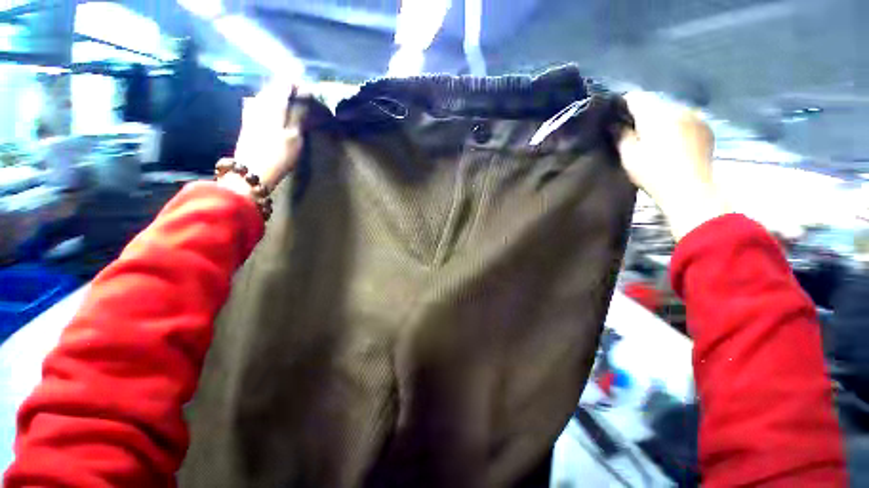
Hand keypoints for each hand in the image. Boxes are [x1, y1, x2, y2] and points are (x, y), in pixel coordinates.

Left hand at [226, 81, 308, 194]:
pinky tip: (279, 112)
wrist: (251, 172)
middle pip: (275, 87)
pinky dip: (274, 105)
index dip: (299, 85)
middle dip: (291, 90)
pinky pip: (262, 104)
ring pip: (268, 95)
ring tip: (295, 106)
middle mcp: (258, 102)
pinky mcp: (248, 120)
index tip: (312, 93)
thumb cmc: (277, 155)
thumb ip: (299, 114)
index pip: (285, 83)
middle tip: (306, 100)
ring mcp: (250, 111)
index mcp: (272, 104)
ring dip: (282, 98)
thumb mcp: (294, 136)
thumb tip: (306, 96)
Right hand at [617, 92, 728, 240]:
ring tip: (653, 138)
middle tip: (632, 131)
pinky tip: (673, 142)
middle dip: (641, 114)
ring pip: (670, 111)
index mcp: (655, 114)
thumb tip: (614, 124)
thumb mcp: (629, 156)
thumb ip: (620, 136)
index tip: (614, 118)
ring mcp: (695, 117)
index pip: (635, 98)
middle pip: (654, 104)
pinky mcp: (706, 128)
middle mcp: (677, 108)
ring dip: (660, 120)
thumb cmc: (654, 173)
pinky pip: (685, 120)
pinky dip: (676, 126)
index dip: (622, 105)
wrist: (691, 190)